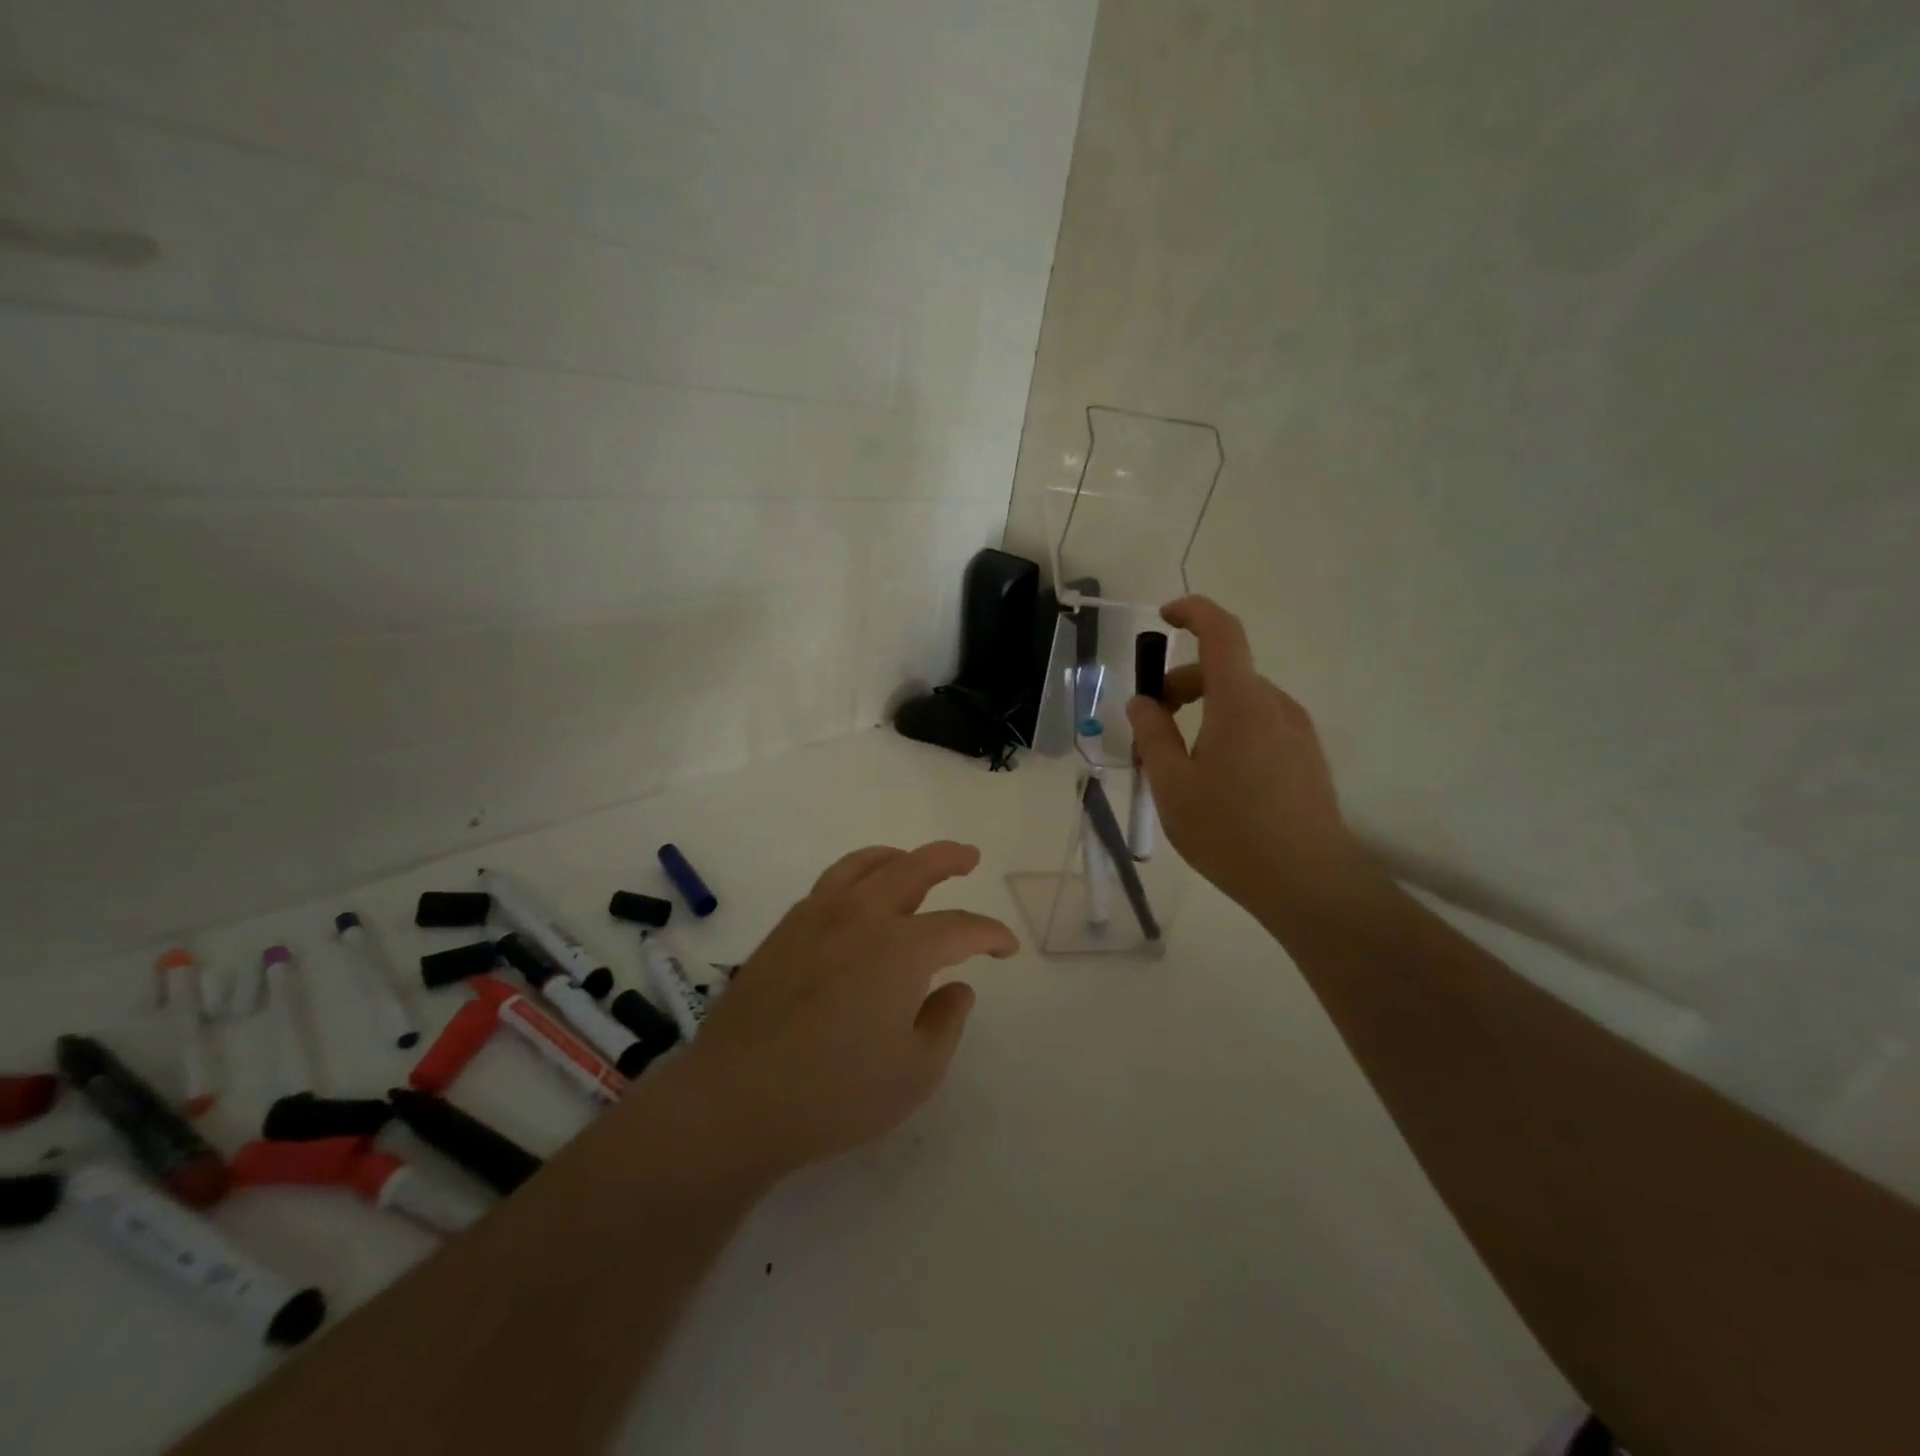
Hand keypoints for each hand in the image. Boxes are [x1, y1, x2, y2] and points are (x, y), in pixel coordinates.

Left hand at [653, 842, 1017, 1183]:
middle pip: (913, 868)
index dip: (991, 935)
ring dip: (899, 856)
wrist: (735, 1100)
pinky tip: (860, 896)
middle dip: (948, 859)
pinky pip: (831, 882)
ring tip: (913, 860)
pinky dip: (858, 874)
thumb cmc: (834, 1094)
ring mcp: (817, 916)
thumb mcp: (915, 1072)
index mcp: (902, 948)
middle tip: (969, 858)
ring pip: (865, 864)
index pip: (961, 927)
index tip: (1005, 948)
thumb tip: (958, 986)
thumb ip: (946, 1022)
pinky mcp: (785, 929)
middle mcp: (862, 916)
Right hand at [1127, 597, 1374, 927]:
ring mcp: (1298, 731)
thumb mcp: (1172, 785)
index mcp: (1241, 702)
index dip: (1192, 612)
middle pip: (1224, 671)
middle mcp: (1275, 705)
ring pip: (1242, 701)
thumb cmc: (1230, 831)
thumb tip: (1143, 702)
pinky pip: (1261, 725)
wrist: (1309, 883)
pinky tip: (1217, 779)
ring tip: (1180, 764)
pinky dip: (1229, 730)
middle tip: (1151, 727)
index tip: (1163, 618)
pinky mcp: (1308, 757)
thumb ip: (1153, 735)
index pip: (1221, 632)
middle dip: (1181, 686)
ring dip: (1205, 712)